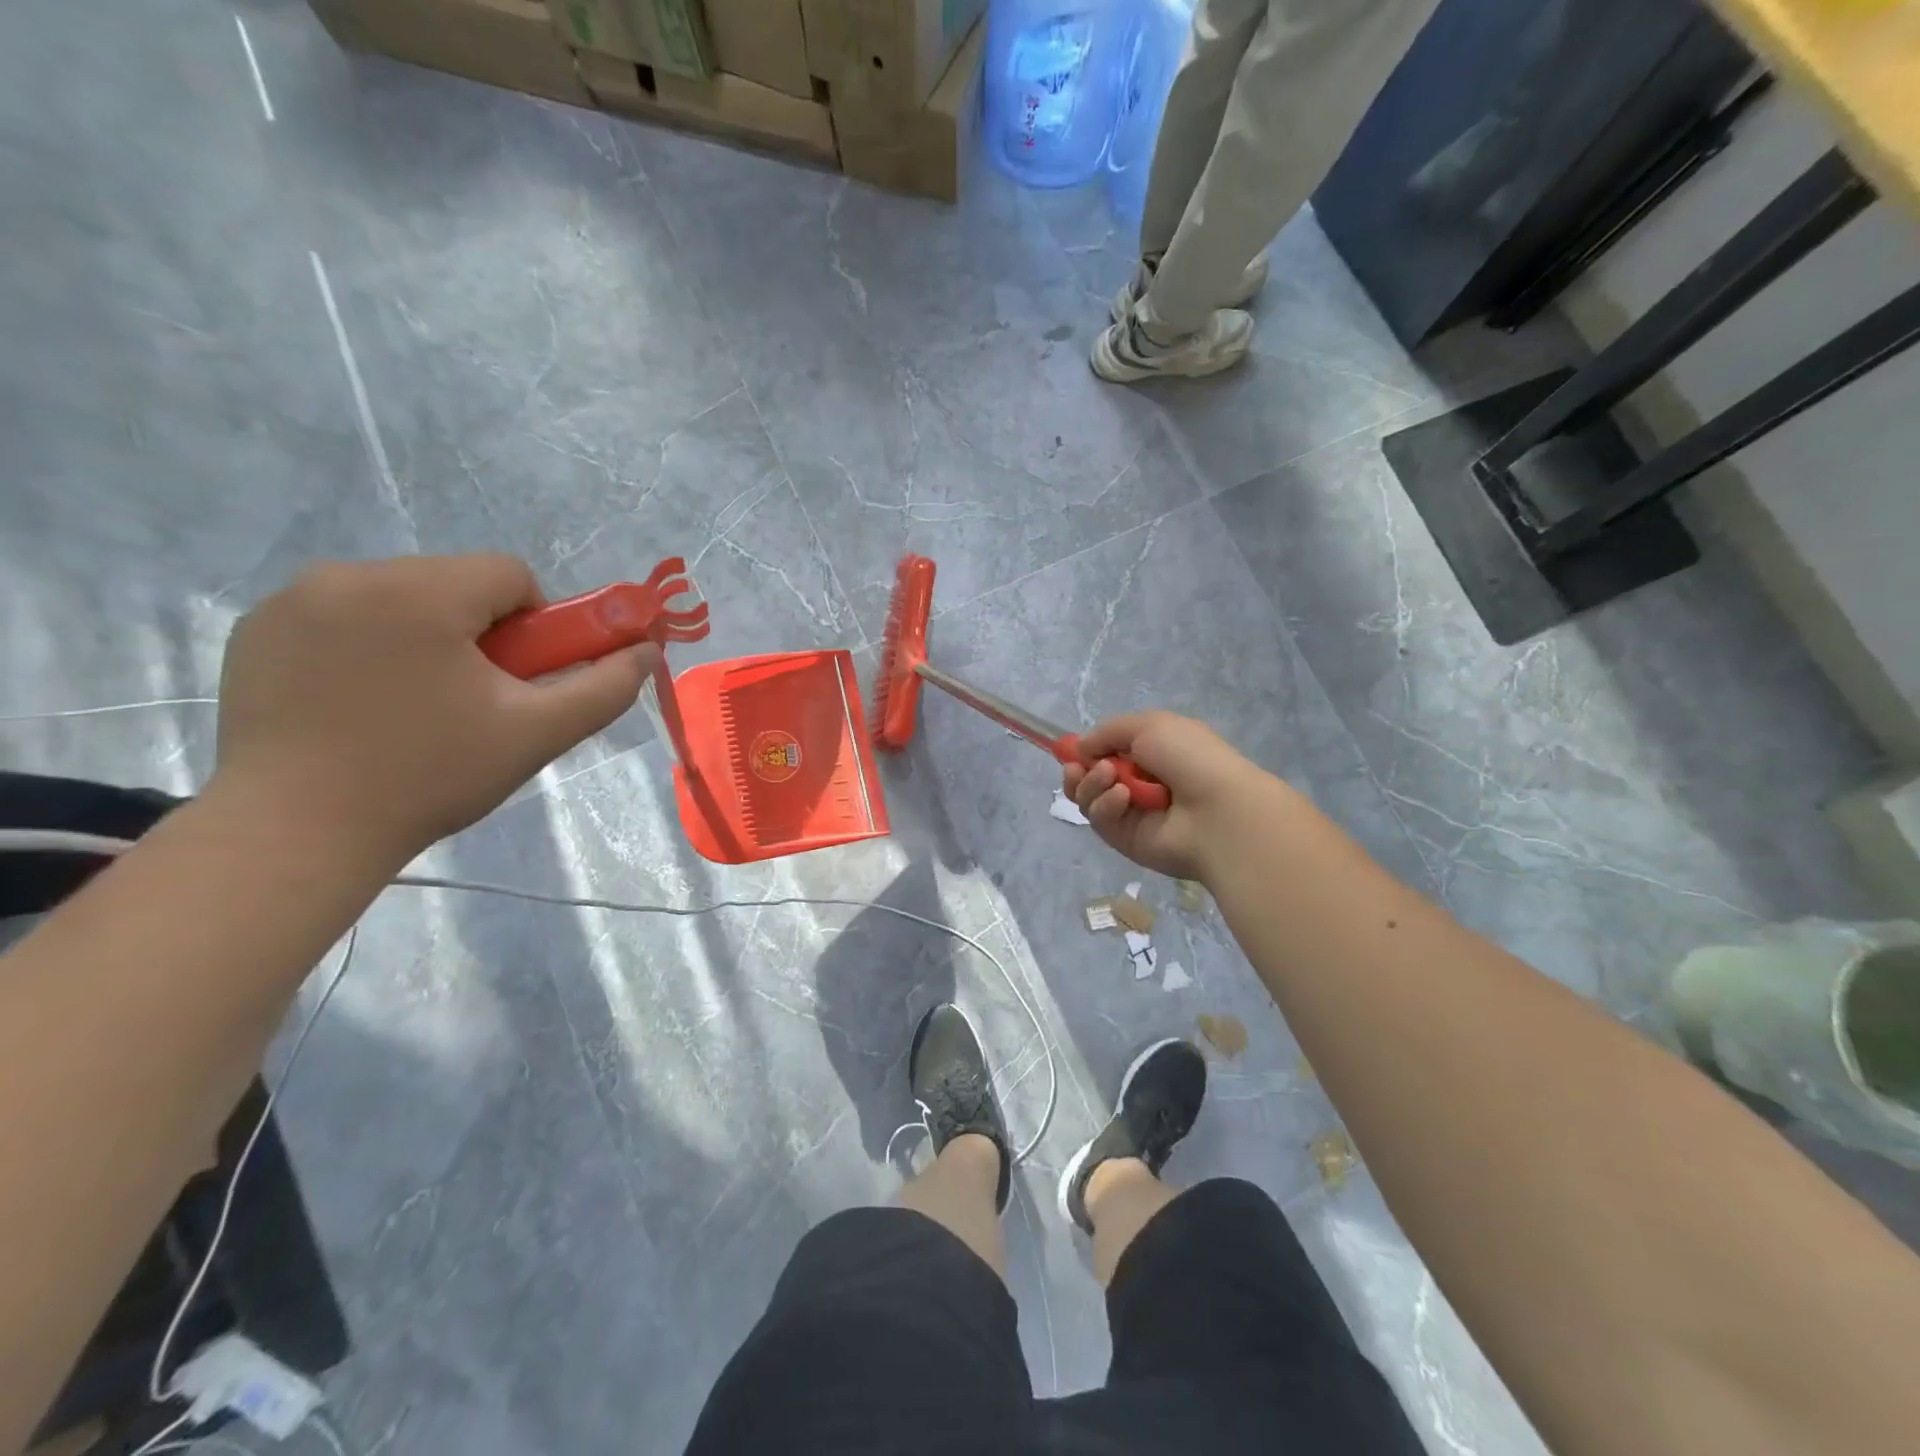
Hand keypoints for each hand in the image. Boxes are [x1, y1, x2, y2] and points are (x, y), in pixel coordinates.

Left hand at [213, 555, 655, 869]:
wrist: (296, 834)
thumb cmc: (430, 776)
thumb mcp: (537, 733)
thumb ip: (604, 687)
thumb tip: (648, 651)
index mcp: (419, 592)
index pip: (509, 574)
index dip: (535, 625)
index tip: (520, 680)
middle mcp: (349, 575)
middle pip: (455, 583)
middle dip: (481, 632)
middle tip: (475, 700)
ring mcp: (292, 600)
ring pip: (401, 596)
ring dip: (428, 636)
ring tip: (417, 706)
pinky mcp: (257, 629)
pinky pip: (346, 615)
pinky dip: (371, 645)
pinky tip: (364, 703)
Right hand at [1063, 711, 1272, 882]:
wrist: (1218, 810)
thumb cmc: (1190, 758)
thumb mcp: (1149, 725)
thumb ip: (1108, 731)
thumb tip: (1081, 748)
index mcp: (1151, 754)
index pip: (1107, 753)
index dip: (1087, 751)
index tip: (1071, 750)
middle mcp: (1139, 784)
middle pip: (1090, 778)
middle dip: (1079, 770)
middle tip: (1078, 767)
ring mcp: (1132, 814)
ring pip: (1089, 798)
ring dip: (1092, 784)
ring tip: (1110, 777)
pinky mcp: (1126, 840)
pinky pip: (1100, 820)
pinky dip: (1106, 805)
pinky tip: (1123, 799)